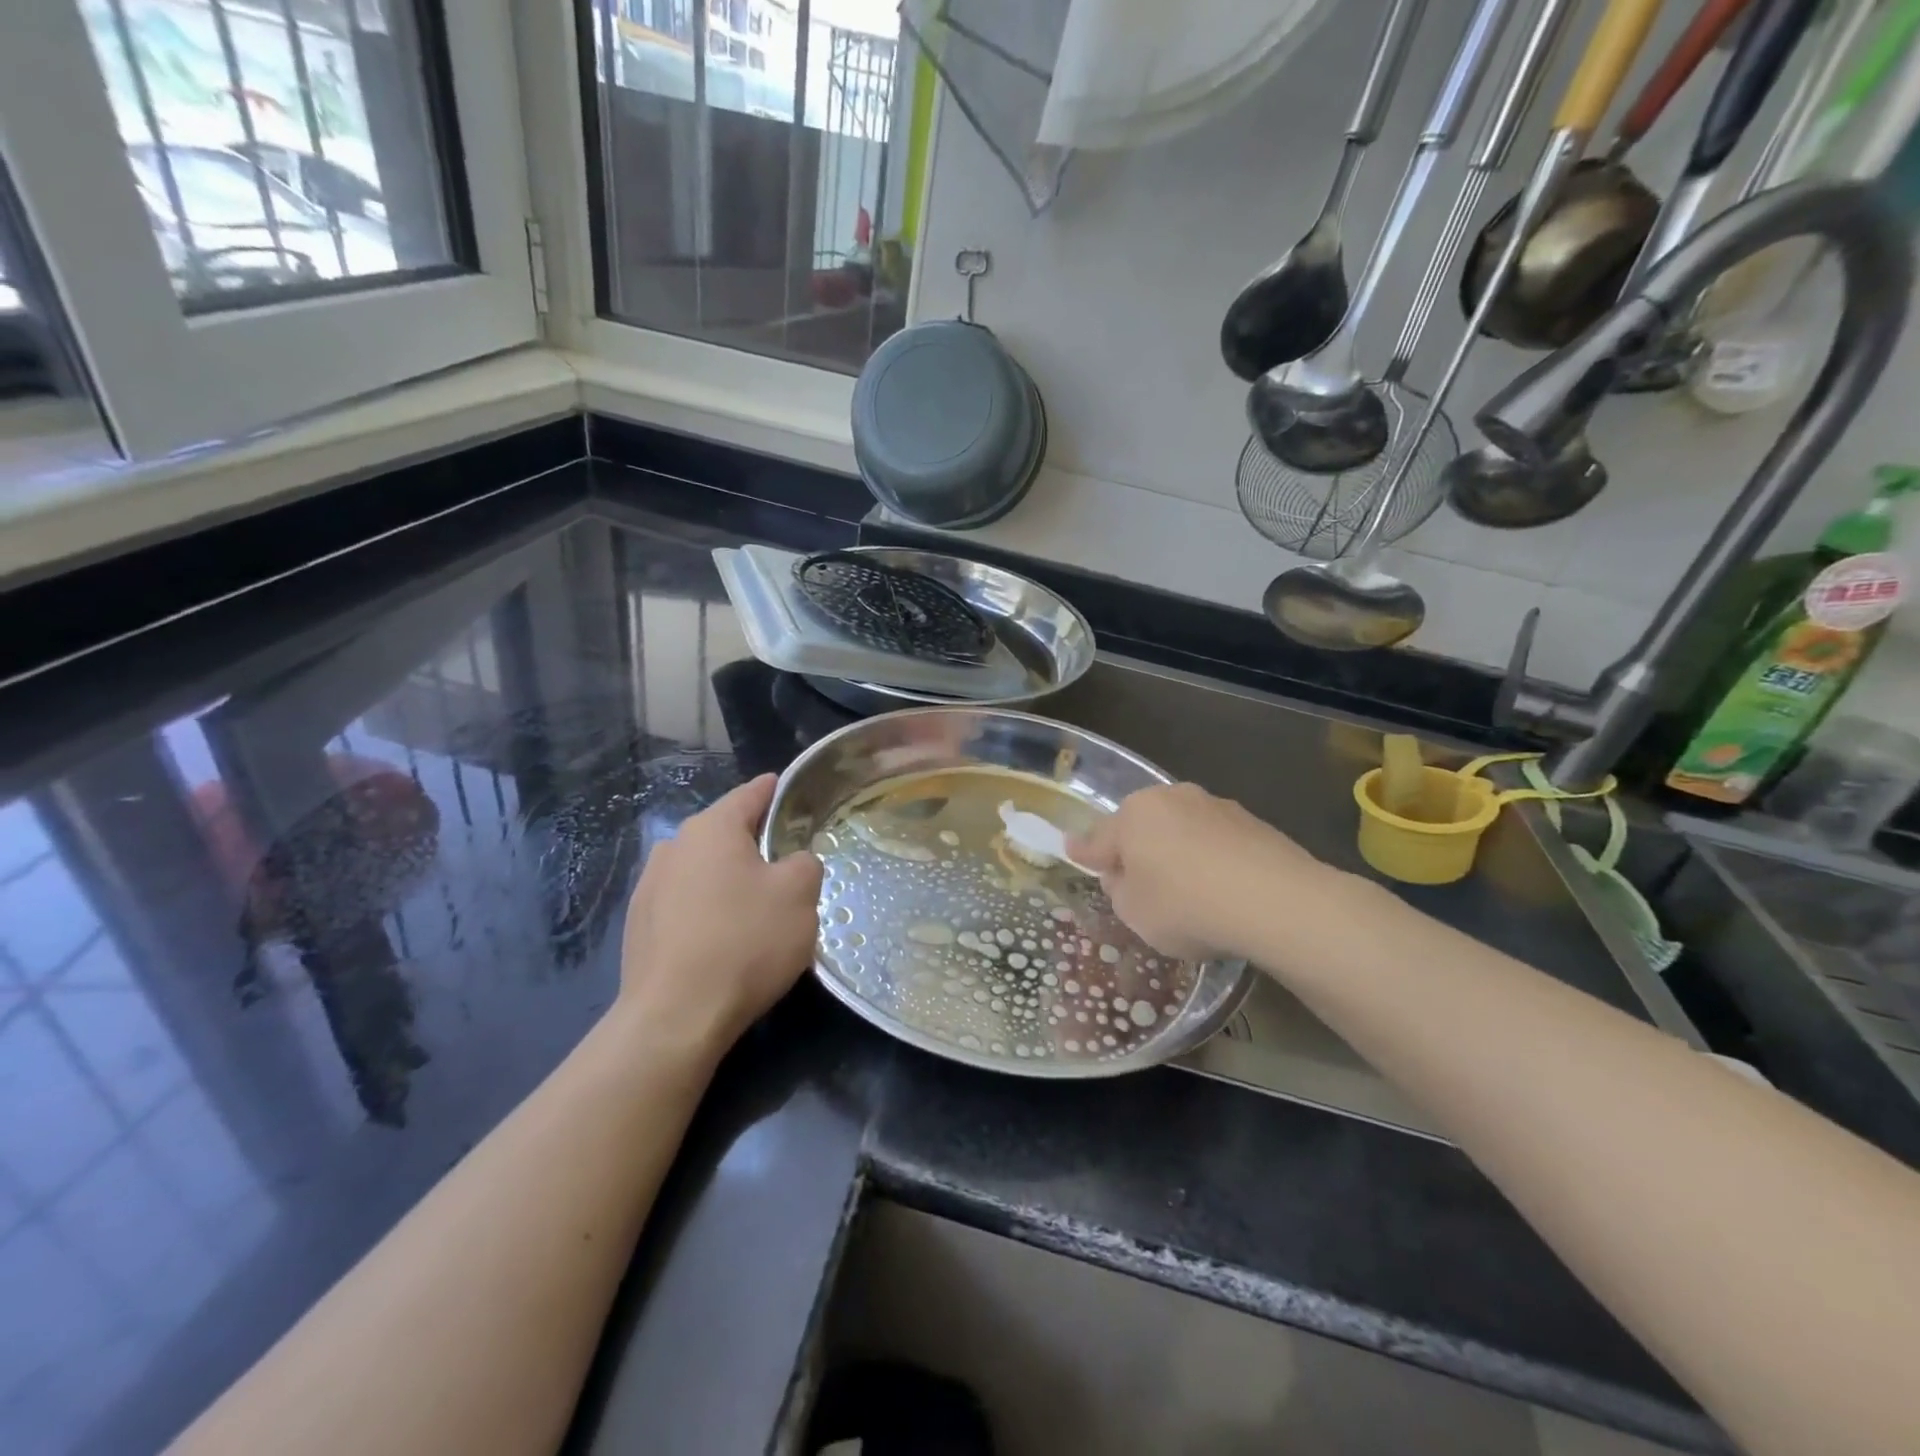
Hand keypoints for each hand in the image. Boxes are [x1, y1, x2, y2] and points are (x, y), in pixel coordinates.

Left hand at [618, 774, 822, 1049]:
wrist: (675, 1017)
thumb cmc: (745, 941)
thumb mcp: (800, 894)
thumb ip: (805, 863)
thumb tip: (792, 863)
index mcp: (712, 828)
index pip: (750, 794)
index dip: (775, 791)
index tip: (789, 791)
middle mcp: (674, 847)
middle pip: (725, 833)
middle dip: (754, 843)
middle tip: (786, 863)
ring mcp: (649, 887)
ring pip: (703, 870)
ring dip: (728, 879)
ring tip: (755, 907)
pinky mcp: (639, 926)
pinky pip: (685, 904)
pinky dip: (707, 910)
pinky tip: (723, 939)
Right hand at [1066, 782, 1328, 963]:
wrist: (1275, 901)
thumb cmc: (1186, 906)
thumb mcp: (1134, 912)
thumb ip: (1119, 888)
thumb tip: (1123, 872)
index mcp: (1133, 815)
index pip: (1099, 838)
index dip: (1086, 852)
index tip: (1073, 851)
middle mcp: (1170, 799)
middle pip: (1142, 827)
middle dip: (1136, 849)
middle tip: (1138, 885)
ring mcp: (1214, 806)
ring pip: (1181, 830)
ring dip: (1176, 852)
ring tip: (1188, 891)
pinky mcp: (1251, 821)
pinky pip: (1215, 841)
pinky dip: (1210, 859)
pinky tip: (1221, 889)